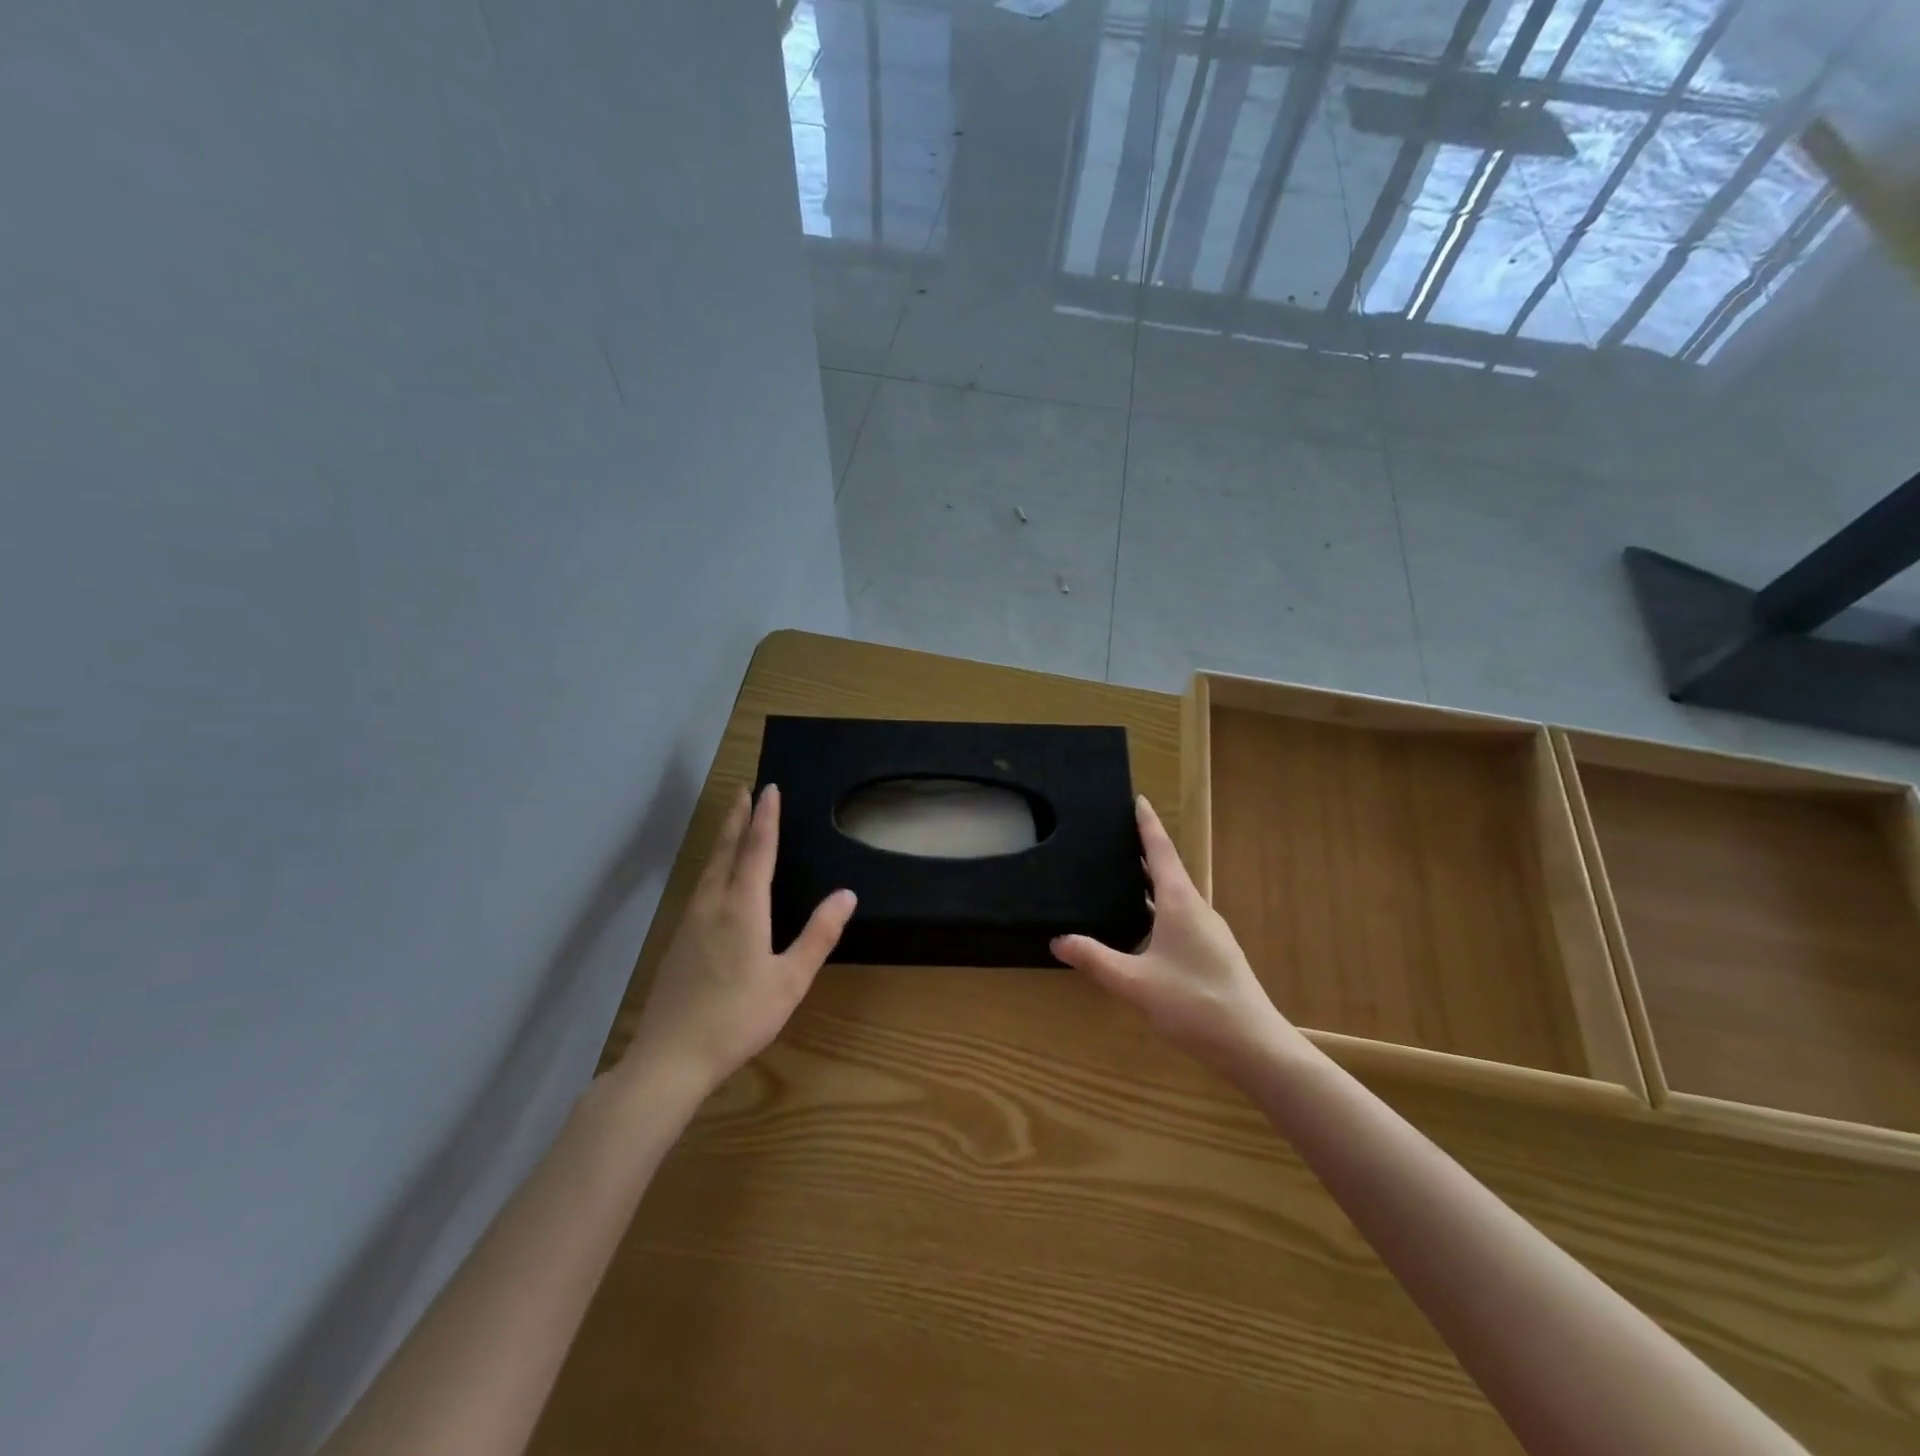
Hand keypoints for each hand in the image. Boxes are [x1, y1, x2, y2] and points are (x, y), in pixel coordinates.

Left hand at [625, 784, 855, 1095]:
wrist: (670, 1057)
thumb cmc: (739, 1017)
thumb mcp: (790, 980)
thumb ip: (818, 935)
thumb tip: (846, 894)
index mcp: (743, 908)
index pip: (757, 850)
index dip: (765, 818)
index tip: (768, 789)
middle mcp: (713, 904)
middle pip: (726, 850)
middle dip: (736, 817)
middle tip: (743, 789)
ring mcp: (690, 921)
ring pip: (708, 867)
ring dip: (722, 838)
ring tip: (731, 821)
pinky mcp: (677, 940)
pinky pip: (700, 886)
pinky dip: (712, 865)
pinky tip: (714, 877)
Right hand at [1052, 796, 1303, 1080]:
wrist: (1253, 1045)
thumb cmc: (1194, 1004)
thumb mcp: (1135, 983)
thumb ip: (1096, 960)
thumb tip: (1058, 941)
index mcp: (1180, 904)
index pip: (1162, 851)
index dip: (1148, 824)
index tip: (1138, 799)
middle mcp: (1197, 909)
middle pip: (1168, 871)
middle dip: (1144, 852)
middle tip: (1115, 839)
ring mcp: (1209, 933)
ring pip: (1174, 898)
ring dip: (1150, 885)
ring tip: (1120, 880)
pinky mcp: (1213, 954)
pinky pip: (1179, 919)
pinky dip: (1157, 911)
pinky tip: (1141, 931)